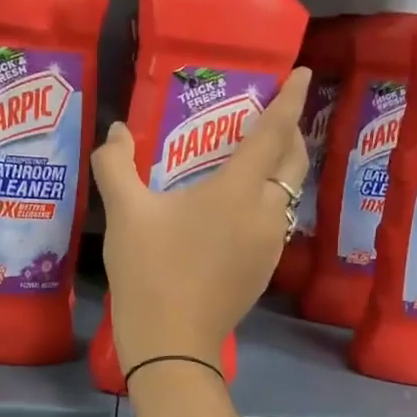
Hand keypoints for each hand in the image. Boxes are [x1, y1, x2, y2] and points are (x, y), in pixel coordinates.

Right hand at [91, 68, 311, 369]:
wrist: (171, 343)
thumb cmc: (149, 271)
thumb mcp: (125, 213)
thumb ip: (116, 165)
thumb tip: (114, 130)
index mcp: (238, 191)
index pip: (273, 133)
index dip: (289, 100)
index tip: (302, 73)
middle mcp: (267, 213)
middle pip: (293, 161)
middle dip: (291, 131)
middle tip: (274, 113)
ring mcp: (271, 244)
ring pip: (290, 193)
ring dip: (282, 168)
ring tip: (258, 156)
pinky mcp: (265, 269)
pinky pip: (279, 220)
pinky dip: (270, 199)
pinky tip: (242, 206)